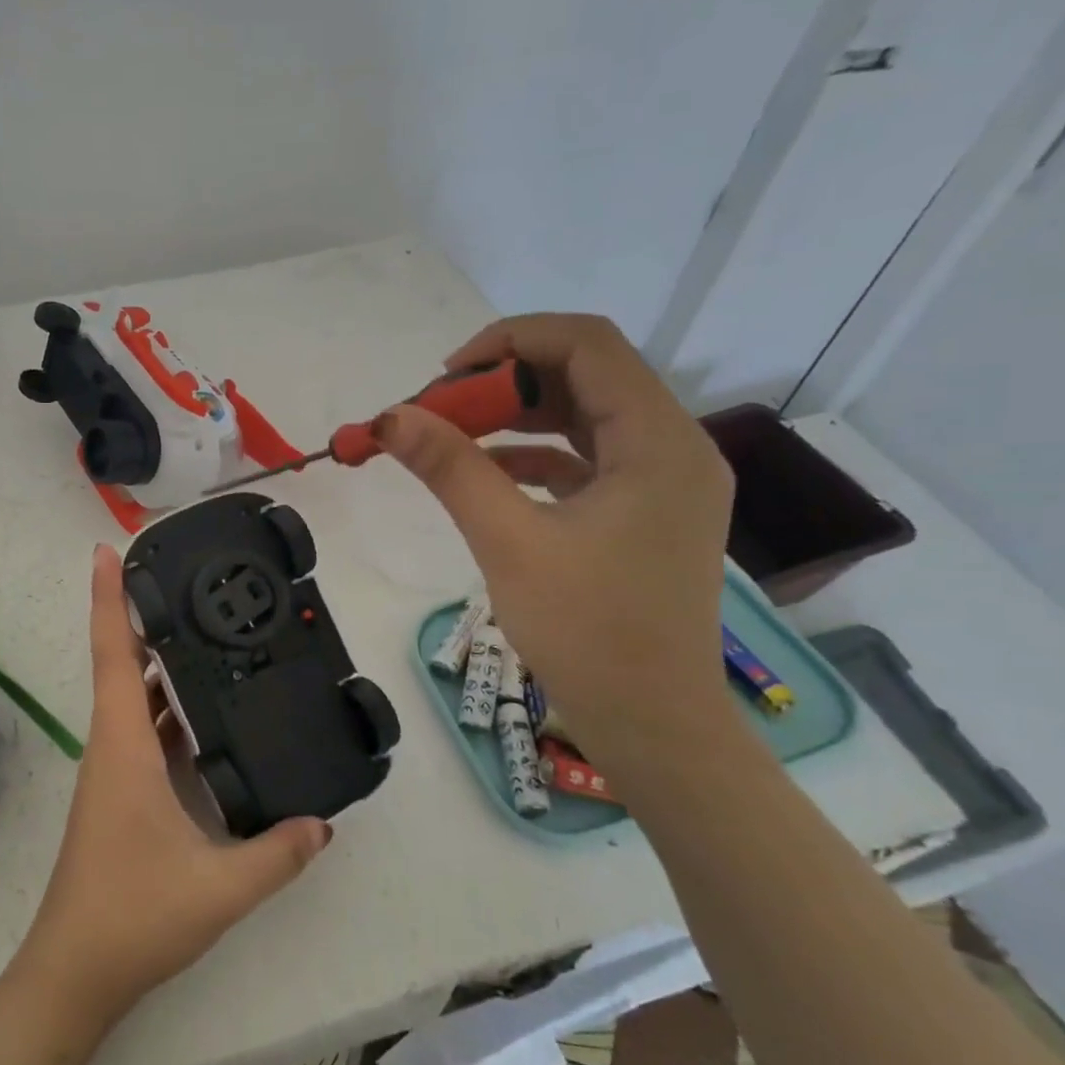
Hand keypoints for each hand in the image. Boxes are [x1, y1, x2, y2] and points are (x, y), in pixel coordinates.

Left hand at [13, 545, 332, 1028]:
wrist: (74, 973)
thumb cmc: (132, 916)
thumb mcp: (218, 887)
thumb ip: (277, 853)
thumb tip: (322, 823)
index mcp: (123, 747)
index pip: (113, 655)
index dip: (108, 599)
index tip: (106, 551)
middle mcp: (112, 747)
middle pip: (122, 665)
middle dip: (144, 619)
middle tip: (183, 583)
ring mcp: (113, 771)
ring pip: (134, 699)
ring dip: (157, 665)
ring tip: (203, 634)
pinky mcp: (120, 794)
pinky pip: (143, 731)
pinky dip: (166, 708)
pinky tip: (203, 713)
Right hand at [378, 314, 735, 777]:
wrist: (652, 724)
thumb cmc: (587, 633)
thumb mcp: (509, 543)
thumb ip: (450, 469)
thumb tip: (389, 418)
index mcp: (659, 441)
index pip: (588, 344)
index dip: (510, 341)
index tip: (444, 377)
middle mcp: (674, 446)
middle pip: (587, 374)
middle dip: (505, 381)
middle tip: (438, 410)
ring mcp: (664, 481)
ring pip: (585, 415)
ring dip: (516, 416)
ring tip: (450, 435)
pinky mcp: (648, 512)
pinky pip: (588, 458)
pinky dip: (536, 454)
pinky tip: (486, 473)